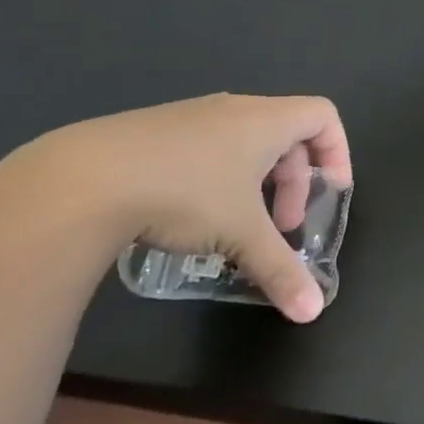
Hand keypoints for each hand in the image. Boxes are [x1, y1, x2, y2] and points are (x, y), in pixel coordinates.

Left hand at [40, 94, 350, 321]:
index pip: (323, 115)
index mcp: (264, 121)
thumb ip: (282, 271)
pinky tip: (193, 218)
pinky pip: (209, 148)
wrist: (85, 178)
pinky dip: (221, 180)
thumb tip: (312, 313)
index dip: (338, 151)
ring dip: (257, 185)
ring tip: (238, 227)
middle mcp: (233, 110)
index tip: (331, 191)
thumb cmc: (185, 193)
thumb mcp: (241, 235)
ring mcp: (191, 117)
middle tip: (283, 226)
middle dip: (295, 183)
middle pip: (287, 135)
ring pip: (245, 144)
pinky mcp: (156, 133)